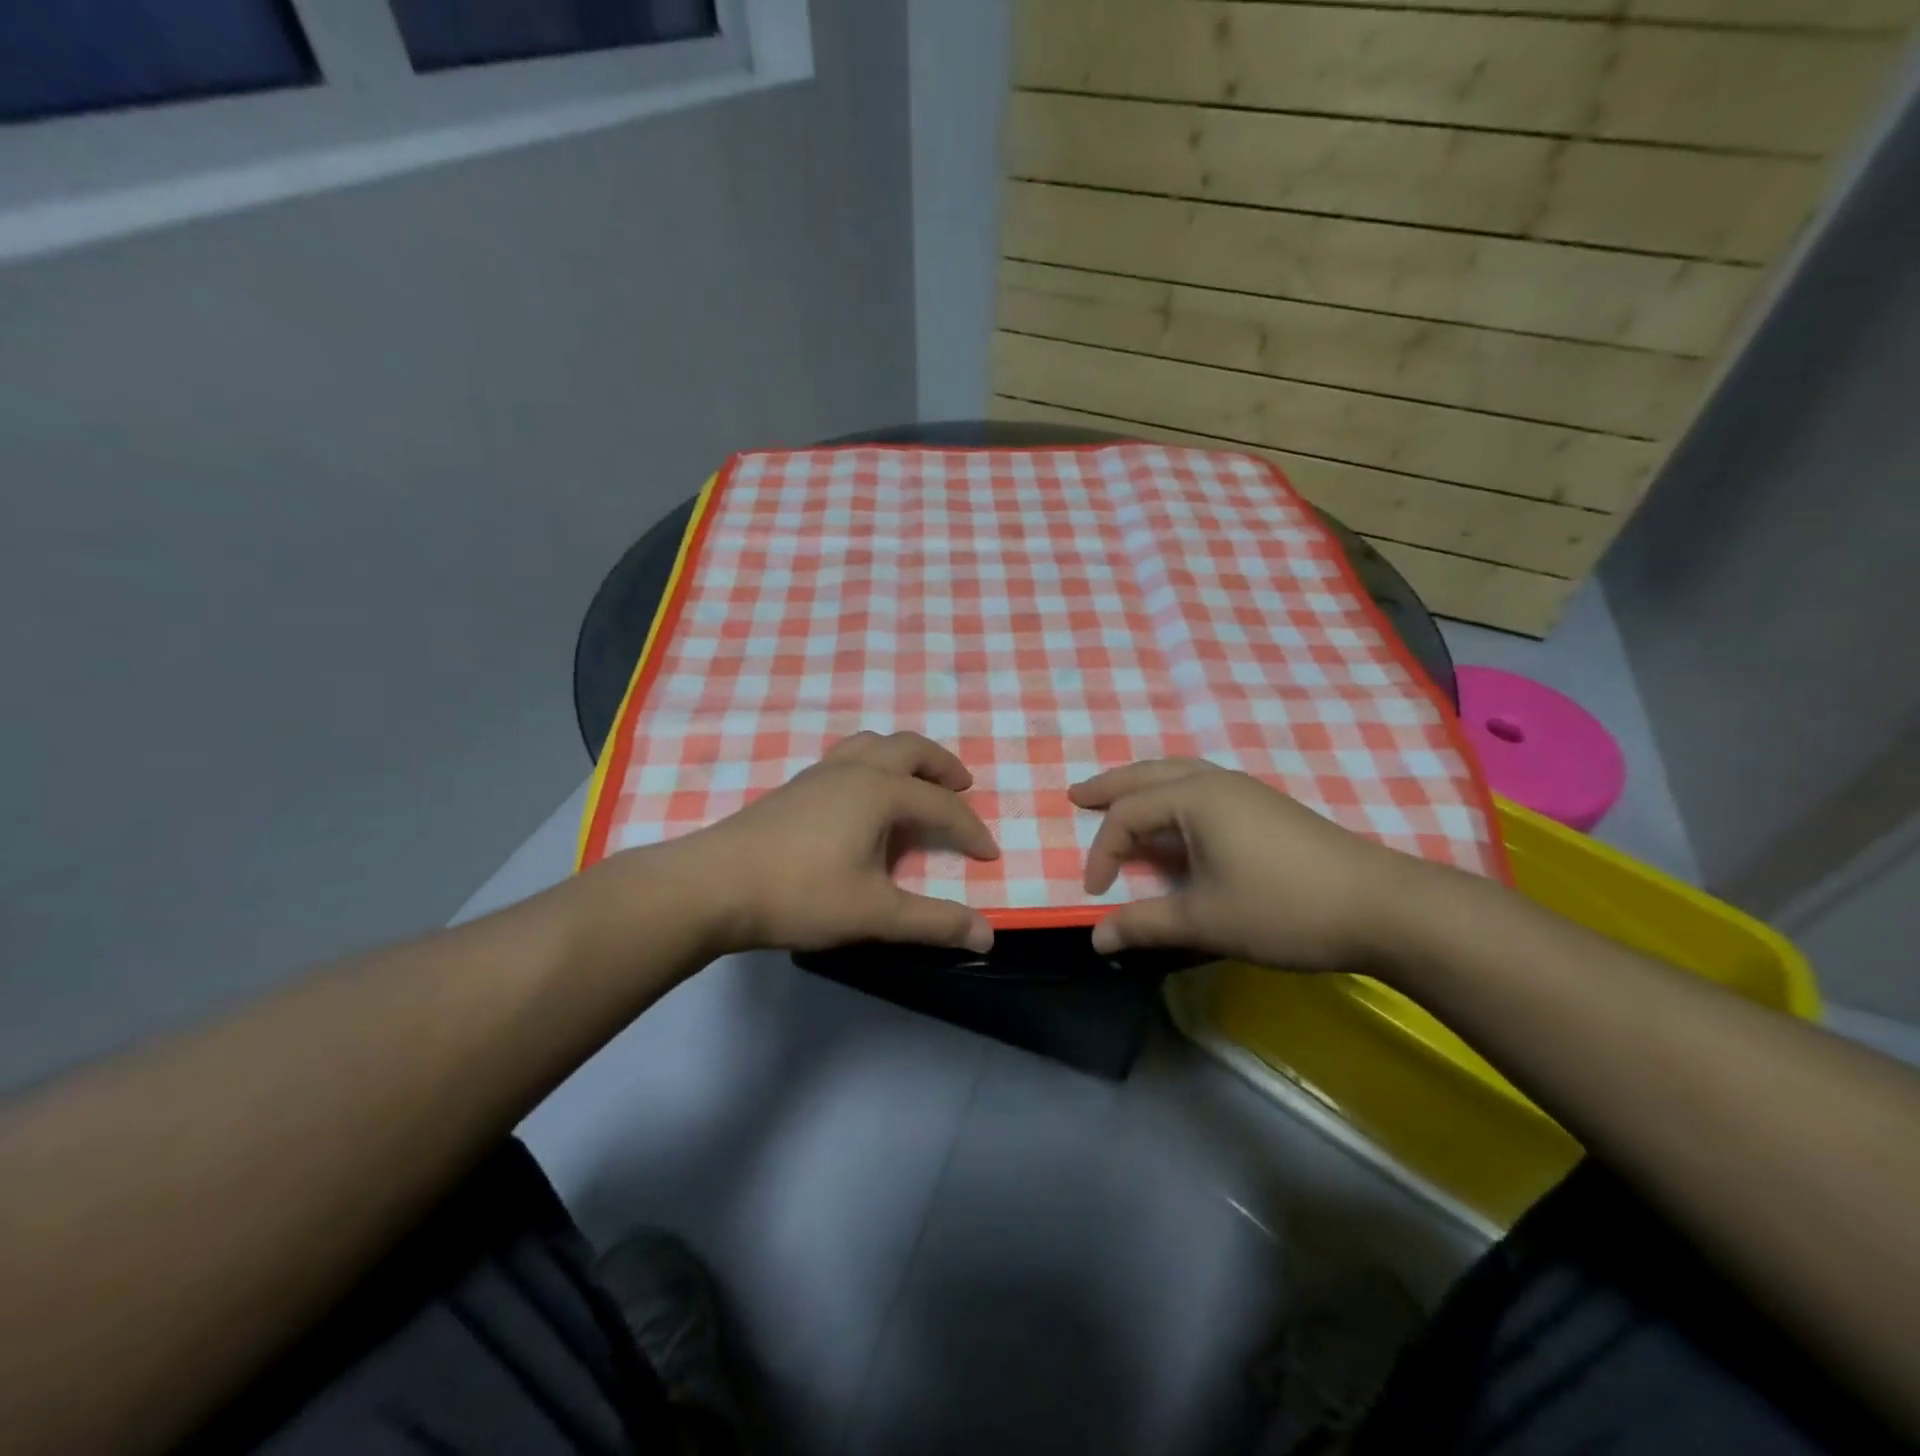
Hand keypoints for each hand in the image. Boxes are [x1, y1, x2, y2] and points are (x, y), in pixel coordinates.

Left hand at [678, 731, 999, 954]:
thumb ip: (934, 922)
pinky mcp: (795, 787)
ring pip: (873, 744)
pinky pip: (848, 758)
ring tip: (916, 783)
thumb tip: (988, 934)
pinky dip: (874, 765)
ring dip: (905, 758)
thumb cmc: (800, 894)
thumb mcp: (874, 913)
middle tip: (962, 787)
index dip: (970, 829)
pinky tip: (864, 800)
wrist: (712, 886)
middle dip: (942, 766)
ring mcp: (819, 773)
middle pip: (910, 748)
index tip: (989, 854)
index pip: (941, 804)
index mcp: (879, 791)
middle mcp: (853, 769)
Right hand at [1070, 759, 1435, 969]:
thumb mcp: (1205, 920)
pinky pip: (1201, 787)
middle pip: (1148, 774)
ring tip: (1117, 797)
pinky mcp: (1265, 807)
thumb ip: (1145, 924)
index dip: (1102, 853)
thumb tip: (1095, 939)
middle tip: (1076, 794)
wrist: (1382, 907)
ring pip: (1178, 774)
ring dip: (1141, 785)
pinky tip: (1174, 818)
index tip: (1095, 893)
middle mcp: (1216, 782)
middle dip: (1109, 786)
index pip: (1128, 816)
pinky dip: (1171, 794)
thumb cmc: (1284, 908)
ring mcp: (1245, 791)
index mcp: (1195, 799)